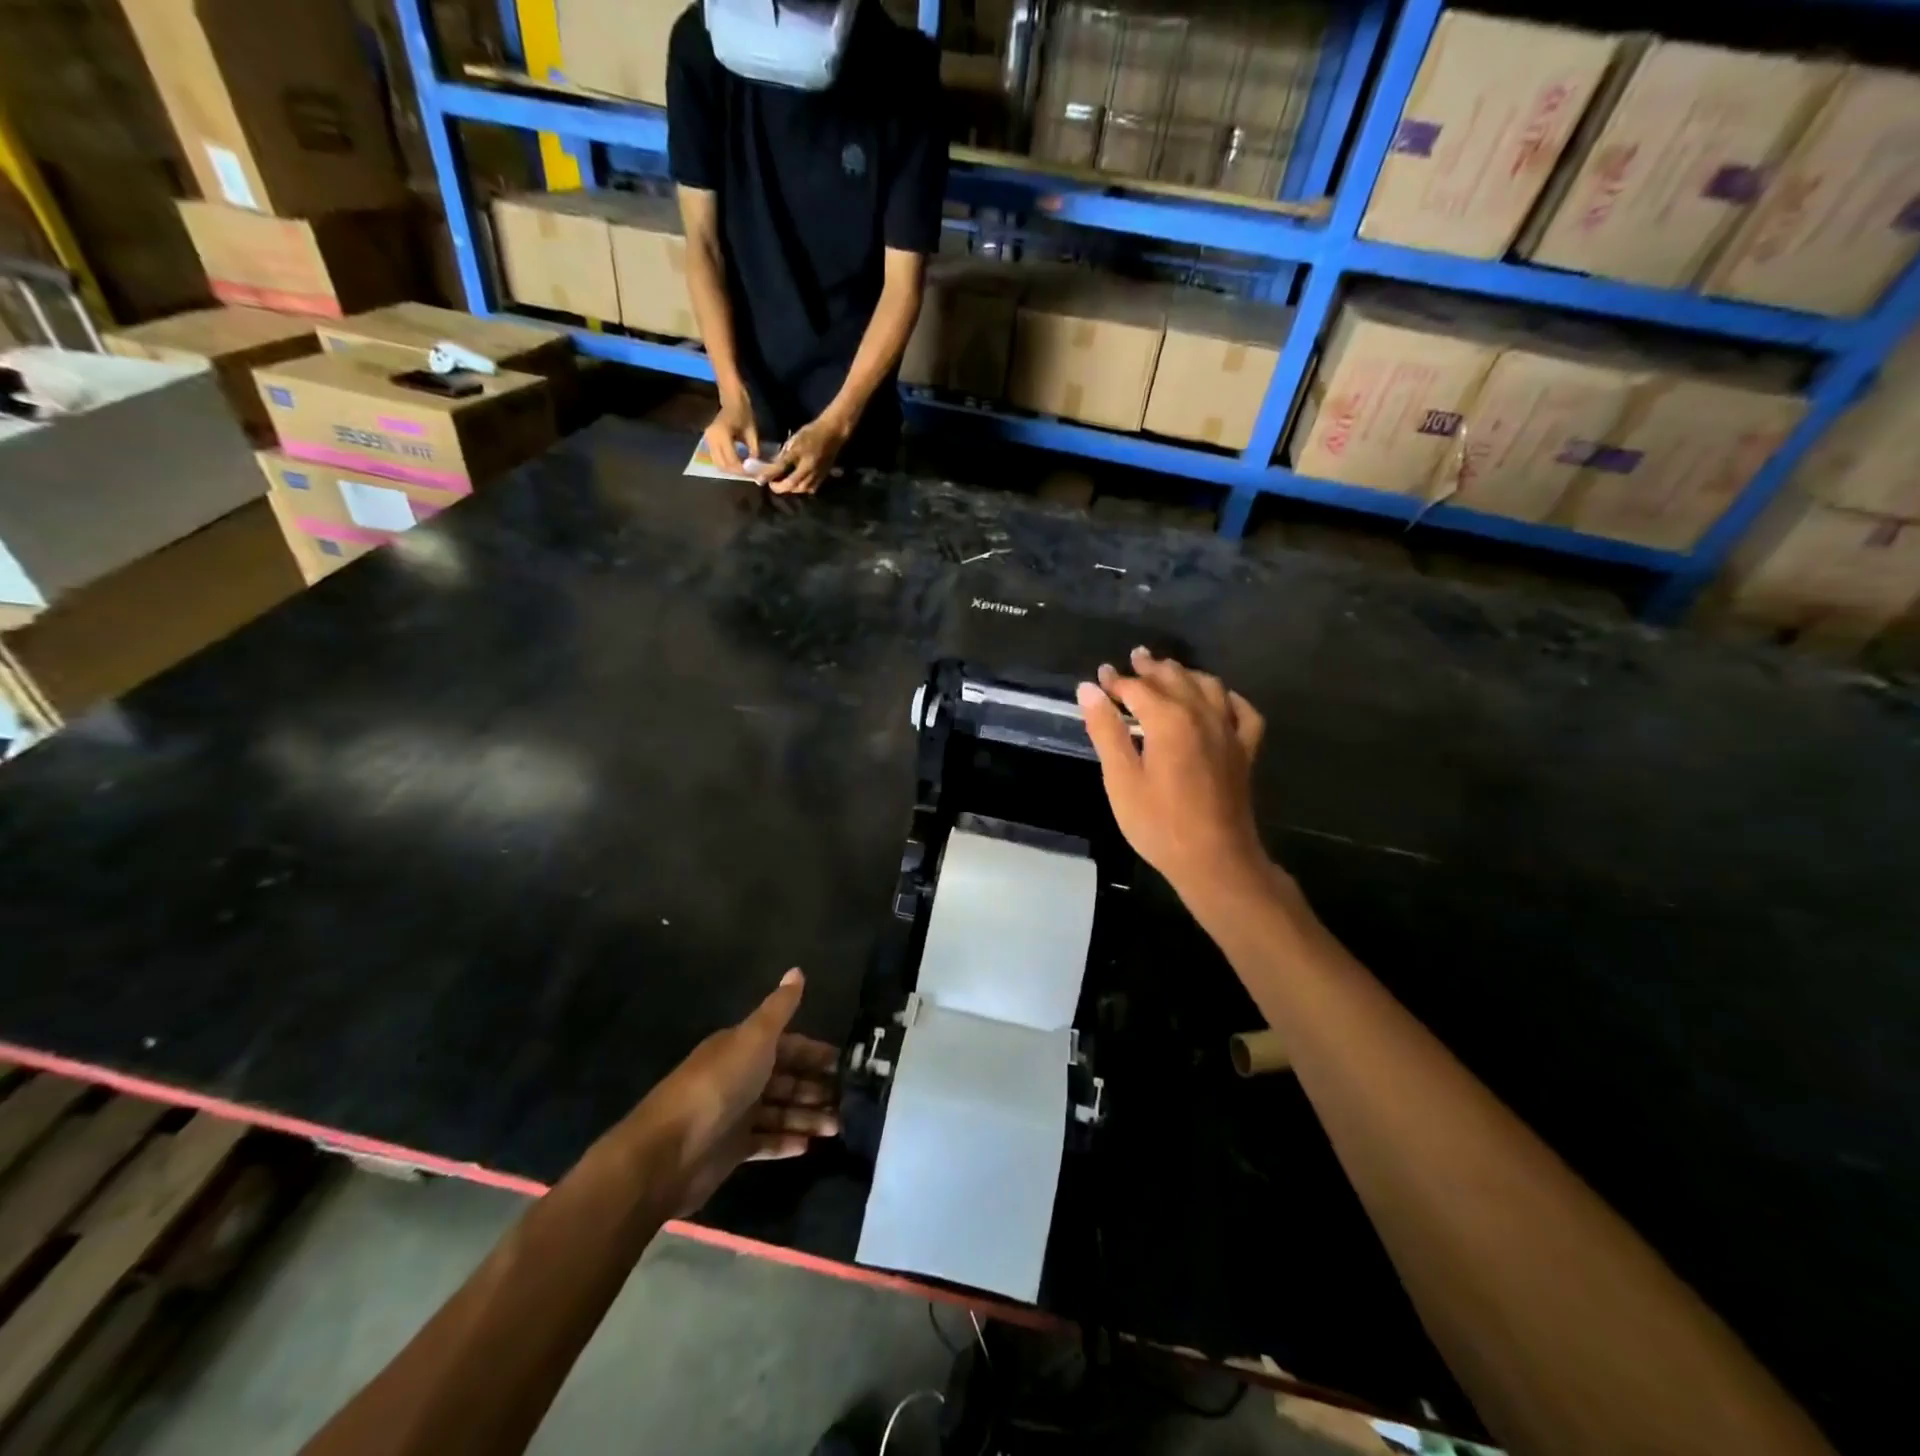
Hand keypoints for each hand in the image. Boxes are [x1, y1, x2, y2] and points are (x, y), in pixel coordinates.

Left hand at [627, 969, 838, 1215]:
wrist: (669, 1151)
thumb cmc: (718, 1085)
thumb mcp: (754, 1038)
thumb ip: (779, 1008)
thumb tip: (797, 969)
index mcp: (743, 1047)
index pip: (787, 1045)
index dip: (814, 1052)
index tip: (844, 1063)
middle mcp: (740, 1077)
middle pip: (786, 1079)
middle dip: (816, 1087)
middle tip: (849, 1099)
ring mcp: (735, 1114)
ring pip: (780, 1111)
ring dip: (808, 1116)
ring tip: (837, 1127)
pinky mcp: (731, 1149)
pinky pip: (766, 1141)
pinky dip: (787, 1141)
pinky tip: (809, 1146)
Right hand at [704, 390, 761, 477]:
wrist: (731, 399)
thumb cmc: (743, 412)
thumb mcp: (752, 432)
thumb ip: (753, 451)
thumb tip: (757, 468)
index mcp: (722, 434)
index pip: (732, 460)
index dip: (743, 470)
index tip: (754, 474)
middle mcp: (711, 438)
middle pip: (723, 465)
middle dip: (737, 473)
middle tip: (750, 474)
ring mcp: (708, 440)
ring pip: (718, 464)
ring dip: (731, 470)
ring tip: (744, 470)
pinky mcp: (708, 442)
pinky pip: (716, 459)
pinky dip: (727, 464)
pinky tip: (738, 463)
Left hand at [761, 412, 850, 495]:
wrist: (832, 433)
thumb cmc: (812, 433)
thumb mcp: (795, 440)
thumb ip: (784, 454)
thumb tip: (772, 466)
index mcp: (801, 458)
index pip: (781, 468)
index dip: (770, 475)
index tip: (761, 479)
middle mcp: (809, 469)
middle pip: (792, 484)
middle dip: (780, 487)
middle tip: (772, 483)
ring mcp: (817, 475)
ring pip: (801, 488)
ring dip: (790, 489)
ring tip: (783, 484)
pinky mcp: (823, 477)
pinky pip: (810, 488)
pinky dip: (801, 488)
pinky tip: (797, 484)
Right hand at [1077, 648, 1271, 901]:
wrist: (1215, 859)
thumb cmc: (1159, 823)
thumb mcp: (1121, 779)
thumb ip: (1106, 730)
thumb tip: (1088, 689)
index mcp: (1168, 720)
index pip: (1137, 688)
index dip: (1116, 681)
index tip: (1100, 676)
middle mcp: (1201, 714)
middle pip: (1174, 679)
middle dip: (1151, 668)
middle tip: (1134, 659)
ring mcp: (1228, 731)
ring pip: (1208, 686)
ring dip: (1185, 674)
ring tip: (1169, 671)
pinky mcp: (1245, 750)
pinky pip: (1242, 711)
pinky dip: (1227, 698)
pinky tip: (1219, 699)